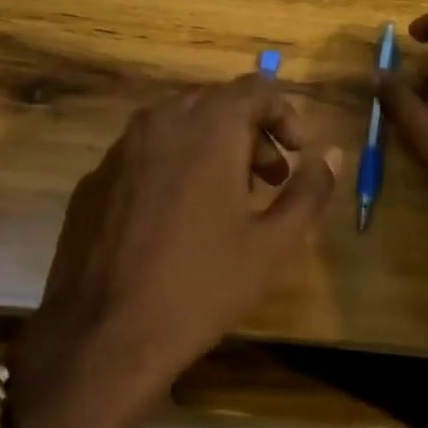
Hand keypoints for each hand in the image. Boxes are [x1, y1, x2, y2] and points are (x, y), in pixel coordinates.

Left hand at [7, 75, 339, 427]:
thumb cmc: (200, 286)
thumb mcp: (271, 244)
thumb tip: (332, 153)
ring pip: (179, 124)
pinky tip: (175, 219)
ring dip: (212, 146)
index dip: (285, 114)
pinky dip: (172, 165)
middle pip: (218, 103)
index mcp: (209, 126)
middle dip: (251, 132)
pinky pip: (145, 153)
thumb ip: (309, 190)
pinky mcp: (94, 178)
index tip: (297, 154)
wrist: (102, 340)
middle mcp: (162, 120)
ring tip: (226, 199)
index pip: (257, 88)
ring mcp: (121, 148)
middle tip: (268, 179)